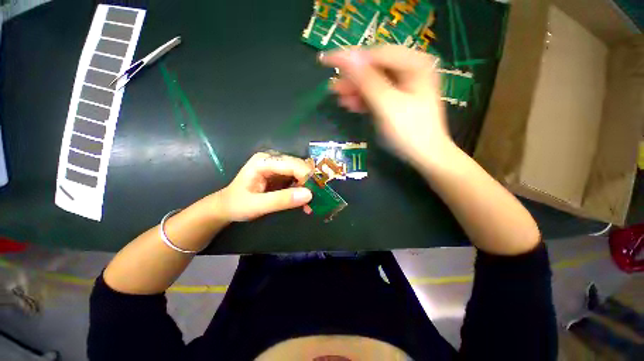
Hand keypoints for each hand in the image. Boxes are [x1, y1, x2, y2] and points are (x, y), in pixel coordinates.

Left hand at [217, 152, 313, 220]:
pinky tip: (305, 204)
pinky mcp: (282, 175)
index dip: (306, 176)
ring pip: (301, 173)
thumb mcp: (256, 206)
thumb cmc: (237, 204)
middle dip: (309, 183)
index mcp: (264, 161)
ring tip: (312, 205)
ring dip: (308, 188)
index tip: (316, 193)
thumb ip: (281, 200)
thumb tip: (309, 195)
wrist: (227, 207)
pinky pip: (298, 180)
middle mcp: (273, 160)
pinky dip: (303, 191)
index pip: (292, 164)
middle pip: (299, 166)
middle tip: (317, 200)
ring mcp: (278, 167)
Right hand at [320, 45, 454, 165]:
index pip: (376, 54)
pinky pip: (378, 94)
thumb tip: (347, 57)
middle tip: (333, 87)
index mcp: (414, 64)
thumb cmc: (409, 131)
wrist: (425, 155)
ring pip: (374, 82)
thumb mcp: (387, 105)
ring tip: (340, 98)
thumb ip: (367, 81)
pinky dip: (364, 99)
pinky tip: (351, 104)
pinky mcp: (398, 99)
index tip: (328, 61)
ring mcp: (404, 85)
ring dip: (356, 90)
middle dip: (353, 79)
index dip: (351, 58)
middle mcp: (410, 69)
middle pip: (375, 68)